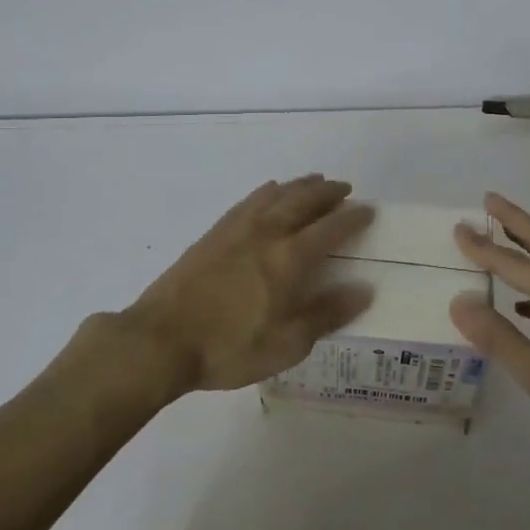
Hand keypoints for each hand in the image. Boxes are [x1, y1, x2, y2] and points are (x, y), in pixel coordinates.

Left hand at [124, 175, 374, 394]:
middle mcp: (266, 234)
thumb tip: (363, 290)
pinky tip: (269, 192)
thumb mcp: (286, 344)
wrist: (161, 340)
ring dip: (299, 185)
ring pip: (275, 195)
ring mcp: (236, 230)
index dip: (353, 217)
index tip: (368, 209)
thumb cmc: (228, 348)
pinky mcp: (213, 234)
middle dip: (328, 193)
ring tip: (314, 181)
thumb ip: (326, 314)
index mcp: (289, 259)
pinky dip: (266, 191)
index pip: (331, 228)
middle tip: (344, 189)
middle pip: (303, 201)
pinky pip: (248, 201)